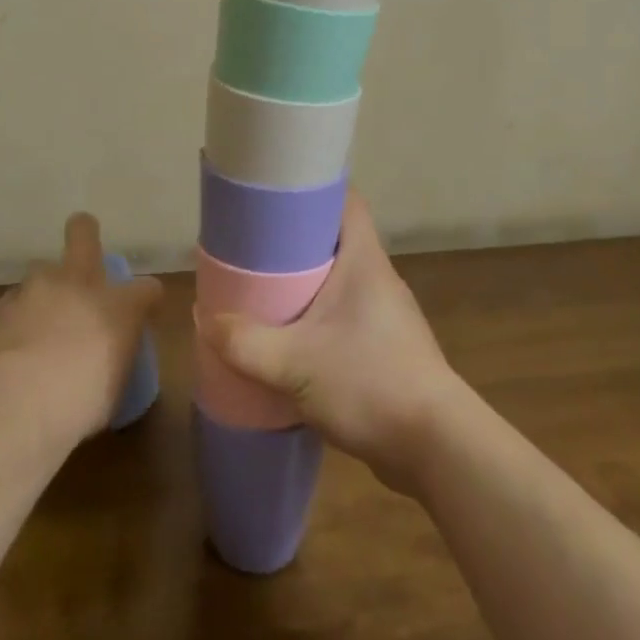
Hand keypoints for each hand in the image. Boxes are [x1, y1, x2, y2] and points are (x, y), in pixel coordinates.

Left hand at [0, 212, 162, 444]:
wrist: (23, 402)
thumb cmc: (83, 400)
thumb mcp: (115, 386)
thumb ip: (116, 358)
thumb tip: (109, 358)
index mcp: (120, 306)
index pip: (147, 288)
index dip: (147, 297)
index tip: (145, 310)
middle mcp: (82, 284)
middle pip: (84, 232)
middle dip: (84, 231)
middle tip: (83, 248)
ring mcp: (39, 288)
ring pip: (43, 268)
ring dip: (46, 286)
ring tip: (42, 314)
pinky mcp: (5, 305)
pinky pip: (15, 301)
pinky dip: (19, 315)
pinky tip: (16, 338)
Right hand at [199, 192, 463, 492]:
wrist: (437, 448)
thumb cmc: (369, 382)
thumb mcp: (294, 363)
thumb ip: (244, 342)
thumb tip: (203, 319)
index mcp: (364, 260)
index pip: (345, 201)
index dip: (311, 190)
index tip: (273, 194)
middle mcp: (378, 278)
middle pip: (334, 240)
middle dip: (294, 241)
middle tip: (252, 247)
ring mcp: (385, 315)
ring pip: (337, 281)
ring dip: (304, 284)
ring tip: (262, 291)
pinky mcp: (386, 348)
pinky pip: (343, 317)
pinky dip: (317, 319)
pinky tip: (290, 340)